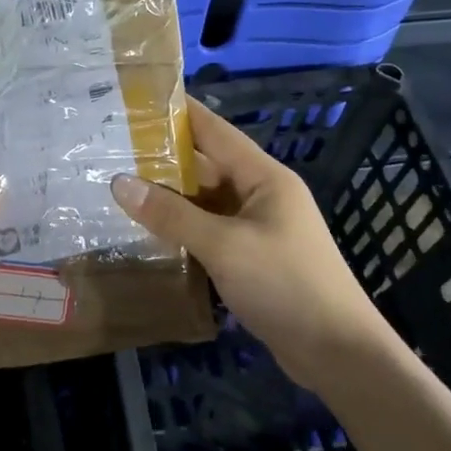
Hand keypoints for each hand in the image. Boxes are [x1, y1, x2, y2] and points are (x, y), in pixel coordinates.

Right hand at [110, 98, 385, 387]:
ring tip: (120, 187)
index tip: (138, 99)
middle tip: (113, 150)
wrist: (337, 352)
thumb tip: (119, 183)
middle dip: (164, 159)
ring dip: (170, 198)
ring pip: (206, 203)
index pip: (215, 131)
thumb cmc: (285, 284)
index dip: (179, 112)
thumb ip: (171, 214)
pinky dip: (183, 230)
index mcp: (264, 177)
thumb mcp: (223, 246)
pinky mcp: (253, 259)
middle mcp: (261, 195)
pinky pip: (210, 233)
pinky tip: (149, 233)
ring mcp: (258, 228)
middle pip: (207, 167)